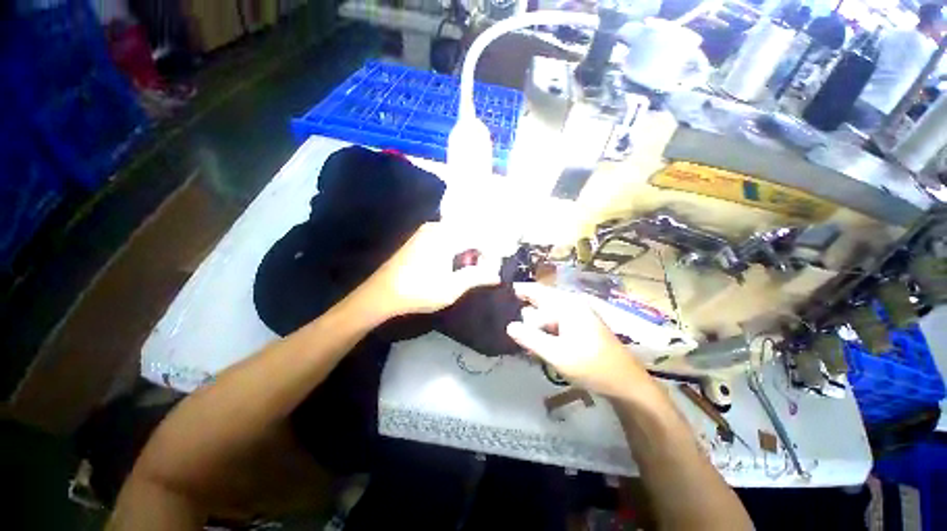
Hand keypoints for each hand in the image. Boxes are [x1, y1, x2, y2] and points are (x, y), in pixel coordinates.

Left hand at [360, 222, 501, 317]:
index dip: (492, 253)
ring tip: (468, 270)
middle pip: (470, 233)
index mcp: (446, 236)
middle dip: (480, 251)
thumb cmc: (418, 292)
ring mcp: (427, 230)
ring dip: (468, 250)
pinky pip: (446, 237)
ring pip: (458, 234)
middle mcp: (437, 227)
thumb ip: (477, 277)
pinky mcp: (420, 237)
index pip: (480, 237)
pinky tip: (453, 265)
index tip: (495, 269)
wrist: (381, 294)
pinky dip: (456, 248)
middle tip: (483, 271)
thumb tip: (497, 275)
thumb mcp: (452, 288)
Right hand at [506, 282, 654, 399]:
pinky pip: (556, 325)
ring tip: (524, 343)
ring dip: (535, 328)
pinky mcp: (580, 328)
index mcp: (567, 305)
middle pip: (540, 304)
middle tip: (512, 331)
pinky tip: (539, 348)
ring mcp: (577, 316)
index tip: (501, 295)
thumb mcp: (556, 353)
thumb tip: (509, 326)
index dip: (518, 291)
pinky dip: (545, 334)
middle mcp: (572, 305)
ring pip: (547, 316)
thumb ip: (530, 338)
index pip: (535, 291)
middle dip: (525, 316)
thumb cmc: (591, 366)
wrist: (626, 384)